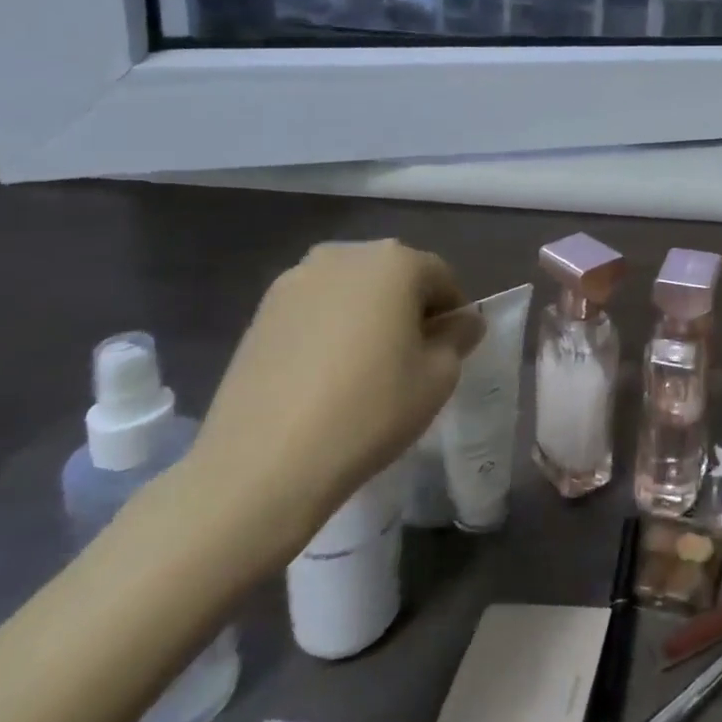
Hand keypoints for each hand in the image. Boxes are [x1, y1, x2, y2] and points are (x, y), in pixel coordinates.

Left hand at [185, 239, 481, 560]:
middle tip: (408, 358)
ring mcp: (295, 281)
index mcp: (396, 261)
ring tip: (364, 368)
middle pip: (394, 276)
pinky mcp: (259, 313)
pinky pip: (315, 311)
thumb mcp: (439, 377)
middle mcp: (345, 256)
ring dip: (367, 316)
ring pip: (351, 291)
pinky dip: (329, 330)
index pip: (441, 278)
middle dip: (407, 308)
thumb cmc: (370, 410)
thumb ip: (458, 337)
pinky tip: (326, 376)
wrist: (262, 465)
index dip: (451, 314)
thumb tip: (462, 322)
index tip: (447, 351)